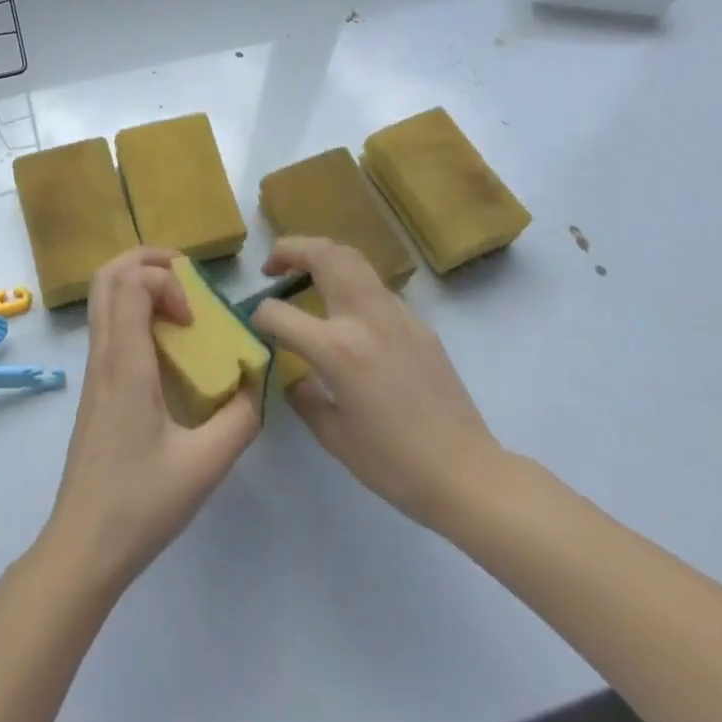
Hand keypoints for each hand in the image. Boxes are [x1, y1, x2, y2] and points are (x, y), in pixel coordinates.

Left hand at [40, 247, 260, 593]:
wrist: (83, 547)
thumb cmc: (141, 504)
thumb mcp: (205, 465)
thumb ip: (240, 419)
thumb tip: (256, 381)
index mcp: (125, 364)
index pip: (130, 283)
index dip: (166, 281)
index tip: (194, 318)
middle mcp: (103, 355)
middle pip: (107, 275)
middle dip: (148, 261)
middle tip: (187, 278)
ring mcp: (94, 369)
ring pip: (103, 297)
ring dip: (140, 283)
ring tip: (181, 305)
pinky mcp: (95, 386)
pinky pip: (109, 324)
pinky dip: (135, 310)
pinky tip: (168, 346)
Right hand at [251, 237, 506, 533]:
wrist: (466, 472)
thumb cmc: (394, 463)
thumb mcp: (333, 436)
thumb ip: (302, 396)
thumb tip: (291, 373)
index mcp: (337, 348)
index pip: (279, 313)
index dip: (259, 316)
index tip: (256, 326)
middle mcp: (364, 317)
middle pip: (323, 254)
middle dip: (289, 249)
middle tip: (273, 266)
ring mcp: (395, 313)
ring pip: (352, 258)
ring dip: (322, 255)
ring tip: (305, 273)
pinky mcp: (418, 322)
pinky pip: (375, 287)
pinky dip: (350, 283)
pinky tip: (348, 314)